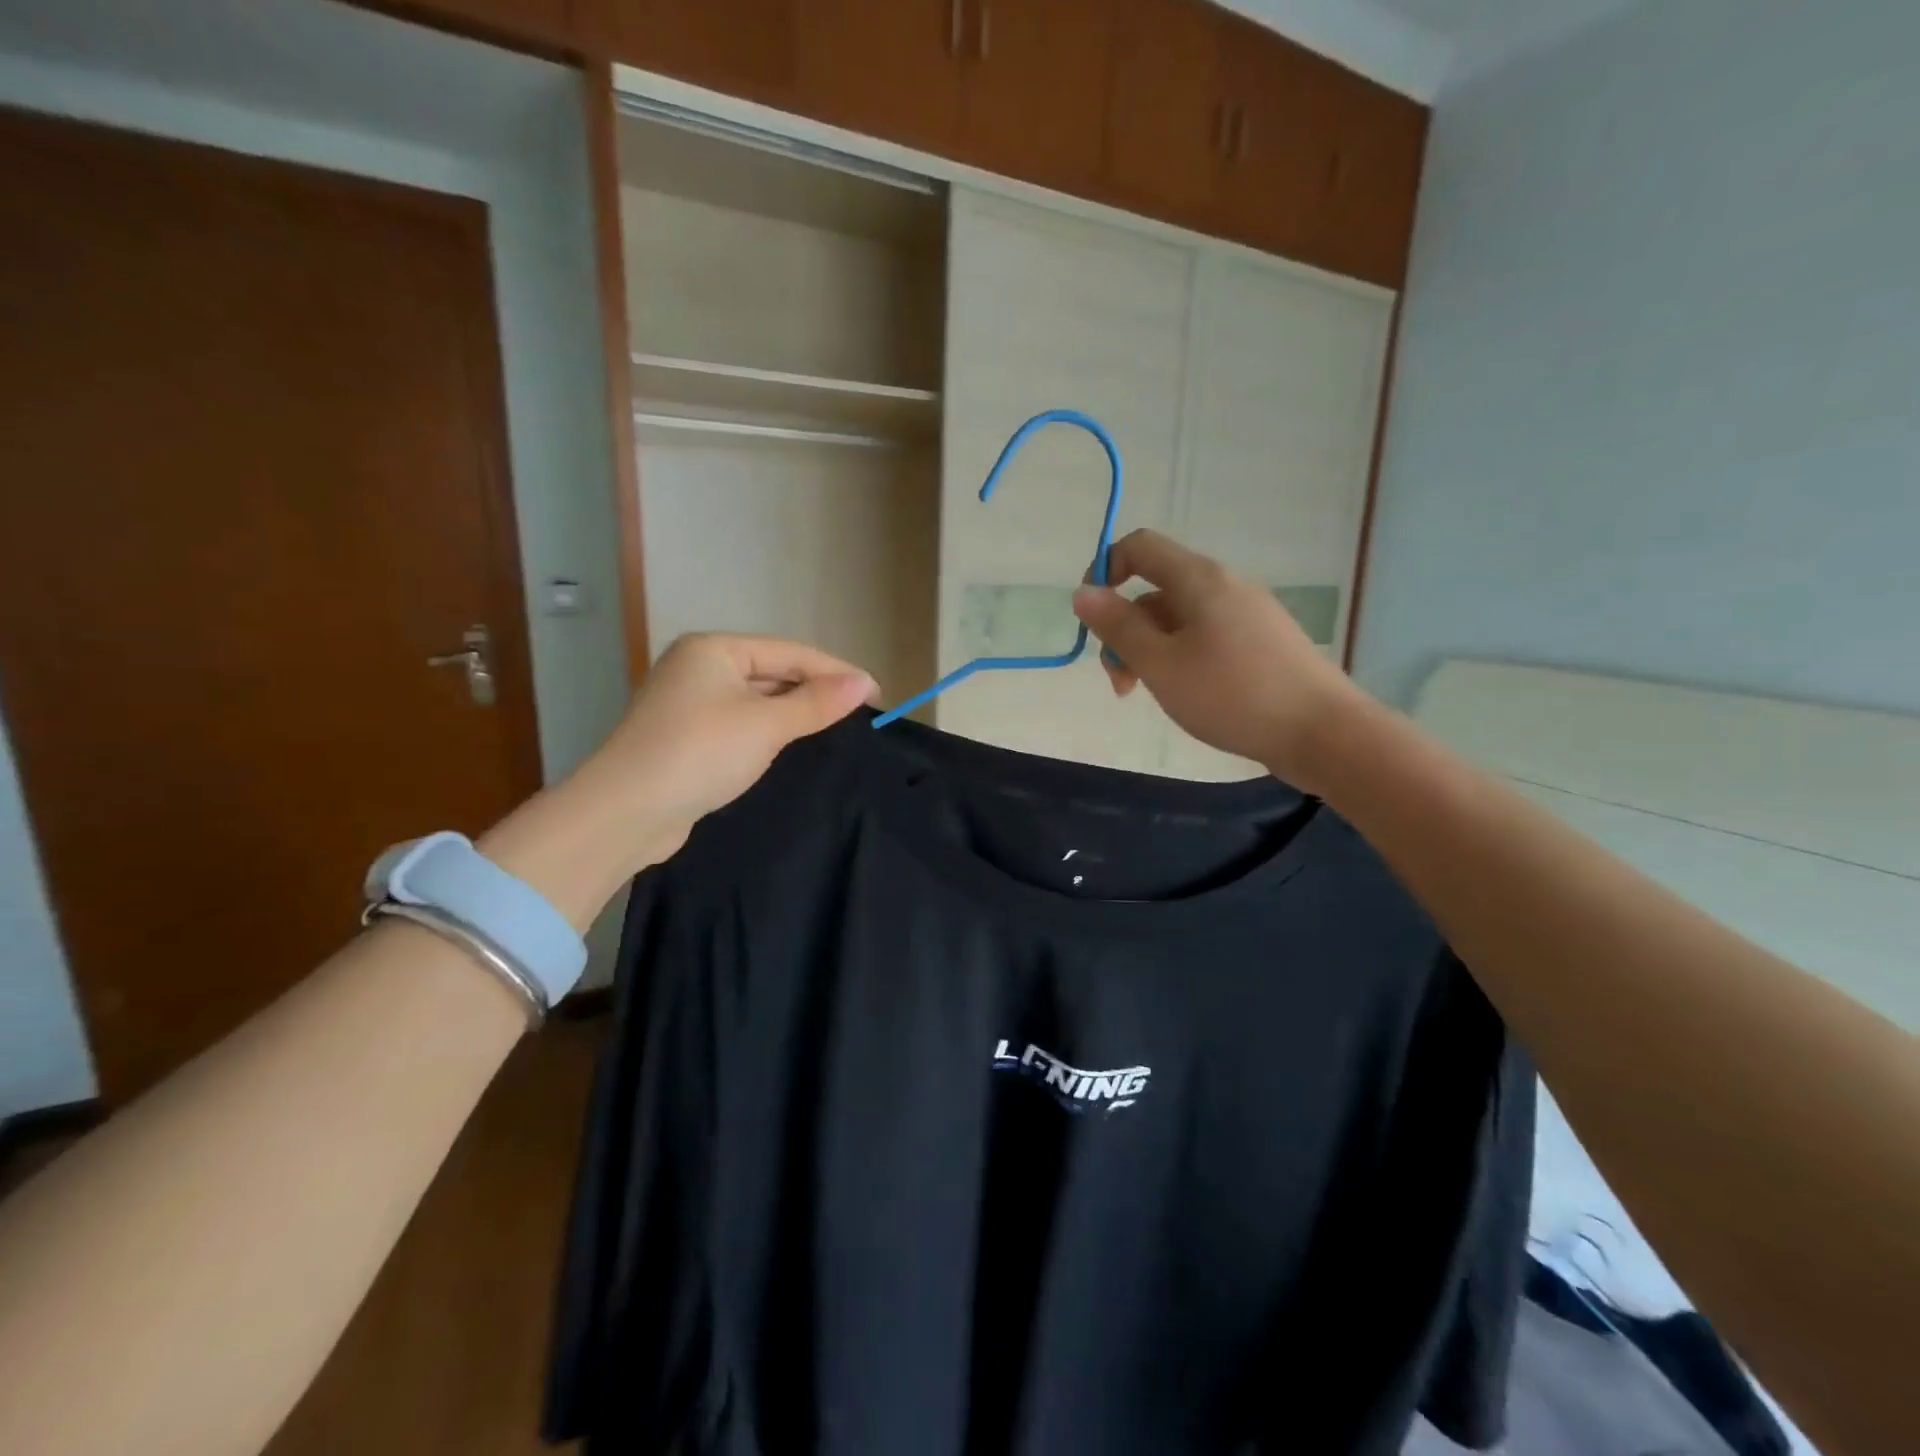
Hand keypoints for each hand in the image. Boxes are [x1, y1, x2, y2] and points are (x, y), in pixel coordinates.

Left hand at [594, 633, 876, 844]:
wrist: (627, 811)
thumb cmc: (701, 752)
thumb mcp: (767, 724)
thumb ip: (817, 702)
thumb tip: (864, 682)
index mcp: (715, 649)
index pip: (790, 652)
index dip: (836, 671)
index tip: (875, 694)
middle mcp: (699, 667)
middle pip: (773, 671)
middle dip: (814, 690)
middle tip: (858, 714)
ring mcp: (689, 703)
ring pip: (757, 699)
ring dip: (793, 712)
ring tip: (834, 727)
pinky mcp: (687, 737)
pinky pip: (741, 723)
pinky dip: (769, 730)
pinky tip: (791, 745)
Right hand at [1071, 530, 1368, 790]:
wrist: (1321, 732)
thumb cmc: (1232, 695)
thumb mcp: (1161, 664)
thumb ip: (1118, 627)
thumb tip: (1083, 591)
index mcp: (1199, 580)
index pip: (1139, 546)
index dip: (1105, 570)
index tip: (1092, 618)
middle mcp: (1224, 586)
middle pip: (1155, 590)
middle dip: (1125, 630)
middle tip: (1120, 683)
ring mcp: (1247, 614)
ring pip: (1178, 619)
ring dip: (1150, 650)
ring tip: (1147, 695)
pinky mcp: (1261, 643)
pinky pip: (1205, 637)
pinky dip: (1180, 658)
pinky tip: (1185, 695)